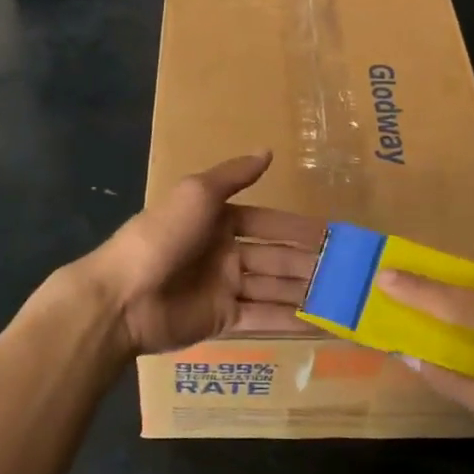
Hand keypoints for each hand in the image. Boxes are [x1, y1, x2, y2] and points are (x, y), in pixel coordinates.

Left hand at [84, 153, 324, 354]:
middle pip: (277, 259)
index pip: (270, 224)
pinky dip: (293, 321)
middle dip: (310, 264)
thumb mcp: (197, 193)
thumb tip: (267, 150)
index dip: (300, 230)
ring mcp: (225, 289)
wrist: (123, 296)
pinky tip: (324, 323)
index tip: (334, 236)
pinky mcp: (224, 320)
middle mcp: (226, 254)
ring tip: (345, 298)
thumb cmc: (162, 236)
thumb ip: (234, 176)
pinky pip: (265, 318)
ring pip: (275, 289)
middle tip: (350, 273)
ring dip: (307, 293)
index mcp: (219, 221)